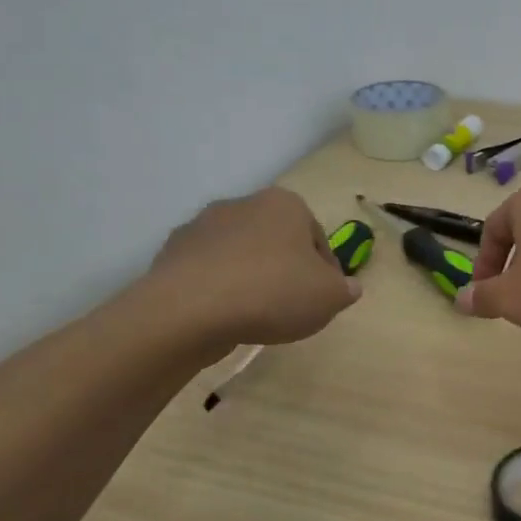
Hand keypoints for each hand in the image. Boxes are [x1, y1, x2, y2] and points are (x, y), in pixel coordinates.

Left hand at [137, 189, 359, 349]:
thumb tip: (348, 287)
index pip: (318, 238)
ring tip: (255, 315)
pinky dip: (218, 288)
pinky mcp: (172, 252)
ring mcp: (202, 226)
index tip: (323, 298)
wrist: (189, 310)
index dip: (326, 271)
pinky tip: (223, 316)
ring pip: (240, 254)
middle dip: (285, 269)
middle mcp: (243, 204)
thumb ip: (345, 289)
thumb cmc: (272, 293)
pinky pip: (208, 271)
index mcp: (285, 204)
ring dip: (250, 277)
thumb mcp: (329, 297)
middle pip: (277, 241)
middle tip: (291, 307)